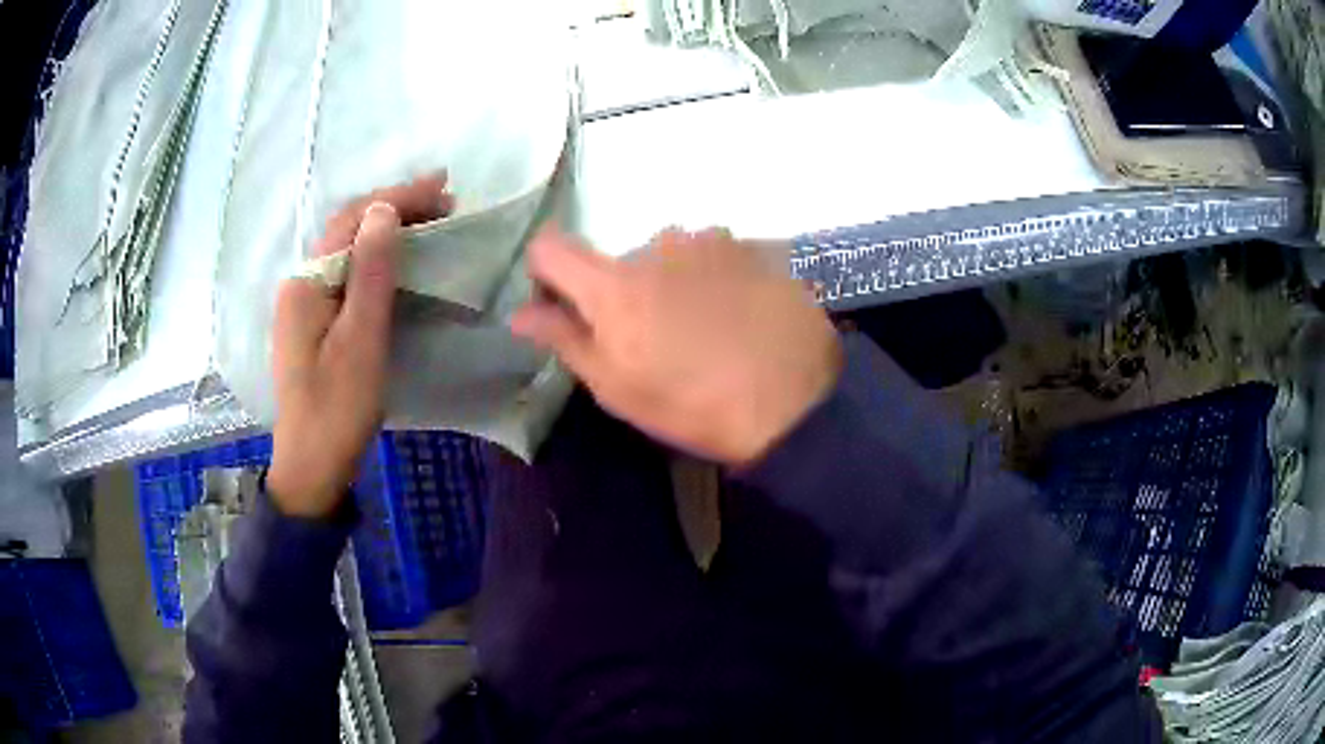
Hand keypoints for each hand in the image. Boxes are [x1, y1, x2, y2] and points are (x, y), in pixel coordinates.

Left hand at [268, 174, 452, 516]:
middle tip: (445, 202)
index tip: (444, 186)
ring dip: (387, 230)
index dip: (397, 197)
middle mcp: (301, 283)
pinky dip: (376, 258)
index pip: (353, 219)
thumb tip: (384, 209)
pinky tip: (398, 260)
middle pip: (347, 229)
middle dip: (394, 207)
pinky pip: (347, 274)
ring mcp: (305, 304)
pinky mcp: (314, 323)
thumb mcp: (361, 339)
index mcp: (308, 282)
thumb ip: (371, 272)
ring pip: (348, 250)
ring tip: (430, 222)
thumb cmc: (338, 408)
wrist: (312, 466)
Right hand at [511, 227, 841, 465]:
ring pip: (670, 256)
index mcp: (614, 282)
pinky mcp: (753, 246)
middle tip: (656, 339)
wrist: (797, 403)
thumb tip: (520, 313)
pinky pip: (714, 255)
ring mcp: (711, 240)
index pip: (550, 247)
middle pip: (618, 259)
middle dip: (625, 291)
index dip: (546, 272)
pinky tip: (738, 316)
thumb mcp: (618, 387)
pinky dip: (713, 279)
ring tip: (705, 329)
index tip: (563, 304)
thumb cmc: (695, 405)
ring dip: (673, 283)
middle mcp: (657, 244)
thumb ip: (565, 339)